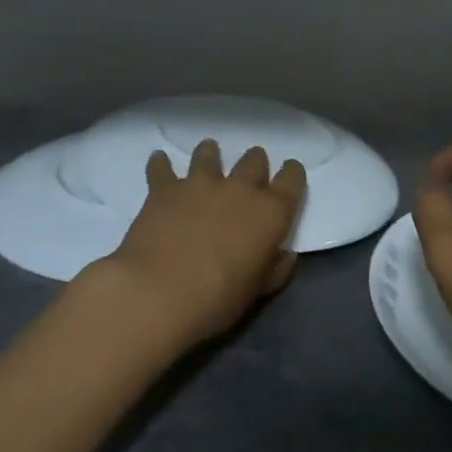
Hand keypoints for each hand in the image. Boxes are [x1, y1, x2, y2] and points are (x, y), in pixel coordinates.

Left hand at [102, 139, 306, 345]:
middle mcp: (240, 189)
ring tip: (208, 153)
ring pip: (209, 154)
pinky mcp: (165, 188)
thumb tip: (285, 255)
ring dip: (210, 154)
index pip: (292, 179)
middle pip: (254, 161)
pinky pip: (162, 167)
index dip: (292, 174)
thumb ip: (275, 268)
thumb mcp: (259, 290)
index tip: (290, 174)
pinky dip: (161, 163)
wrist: (159, 292)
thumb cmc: (219, 298)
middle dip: (255, 163)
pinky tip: (159, 160)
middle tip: (251, 170)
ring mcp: (201, 184)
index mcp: (271, 212)